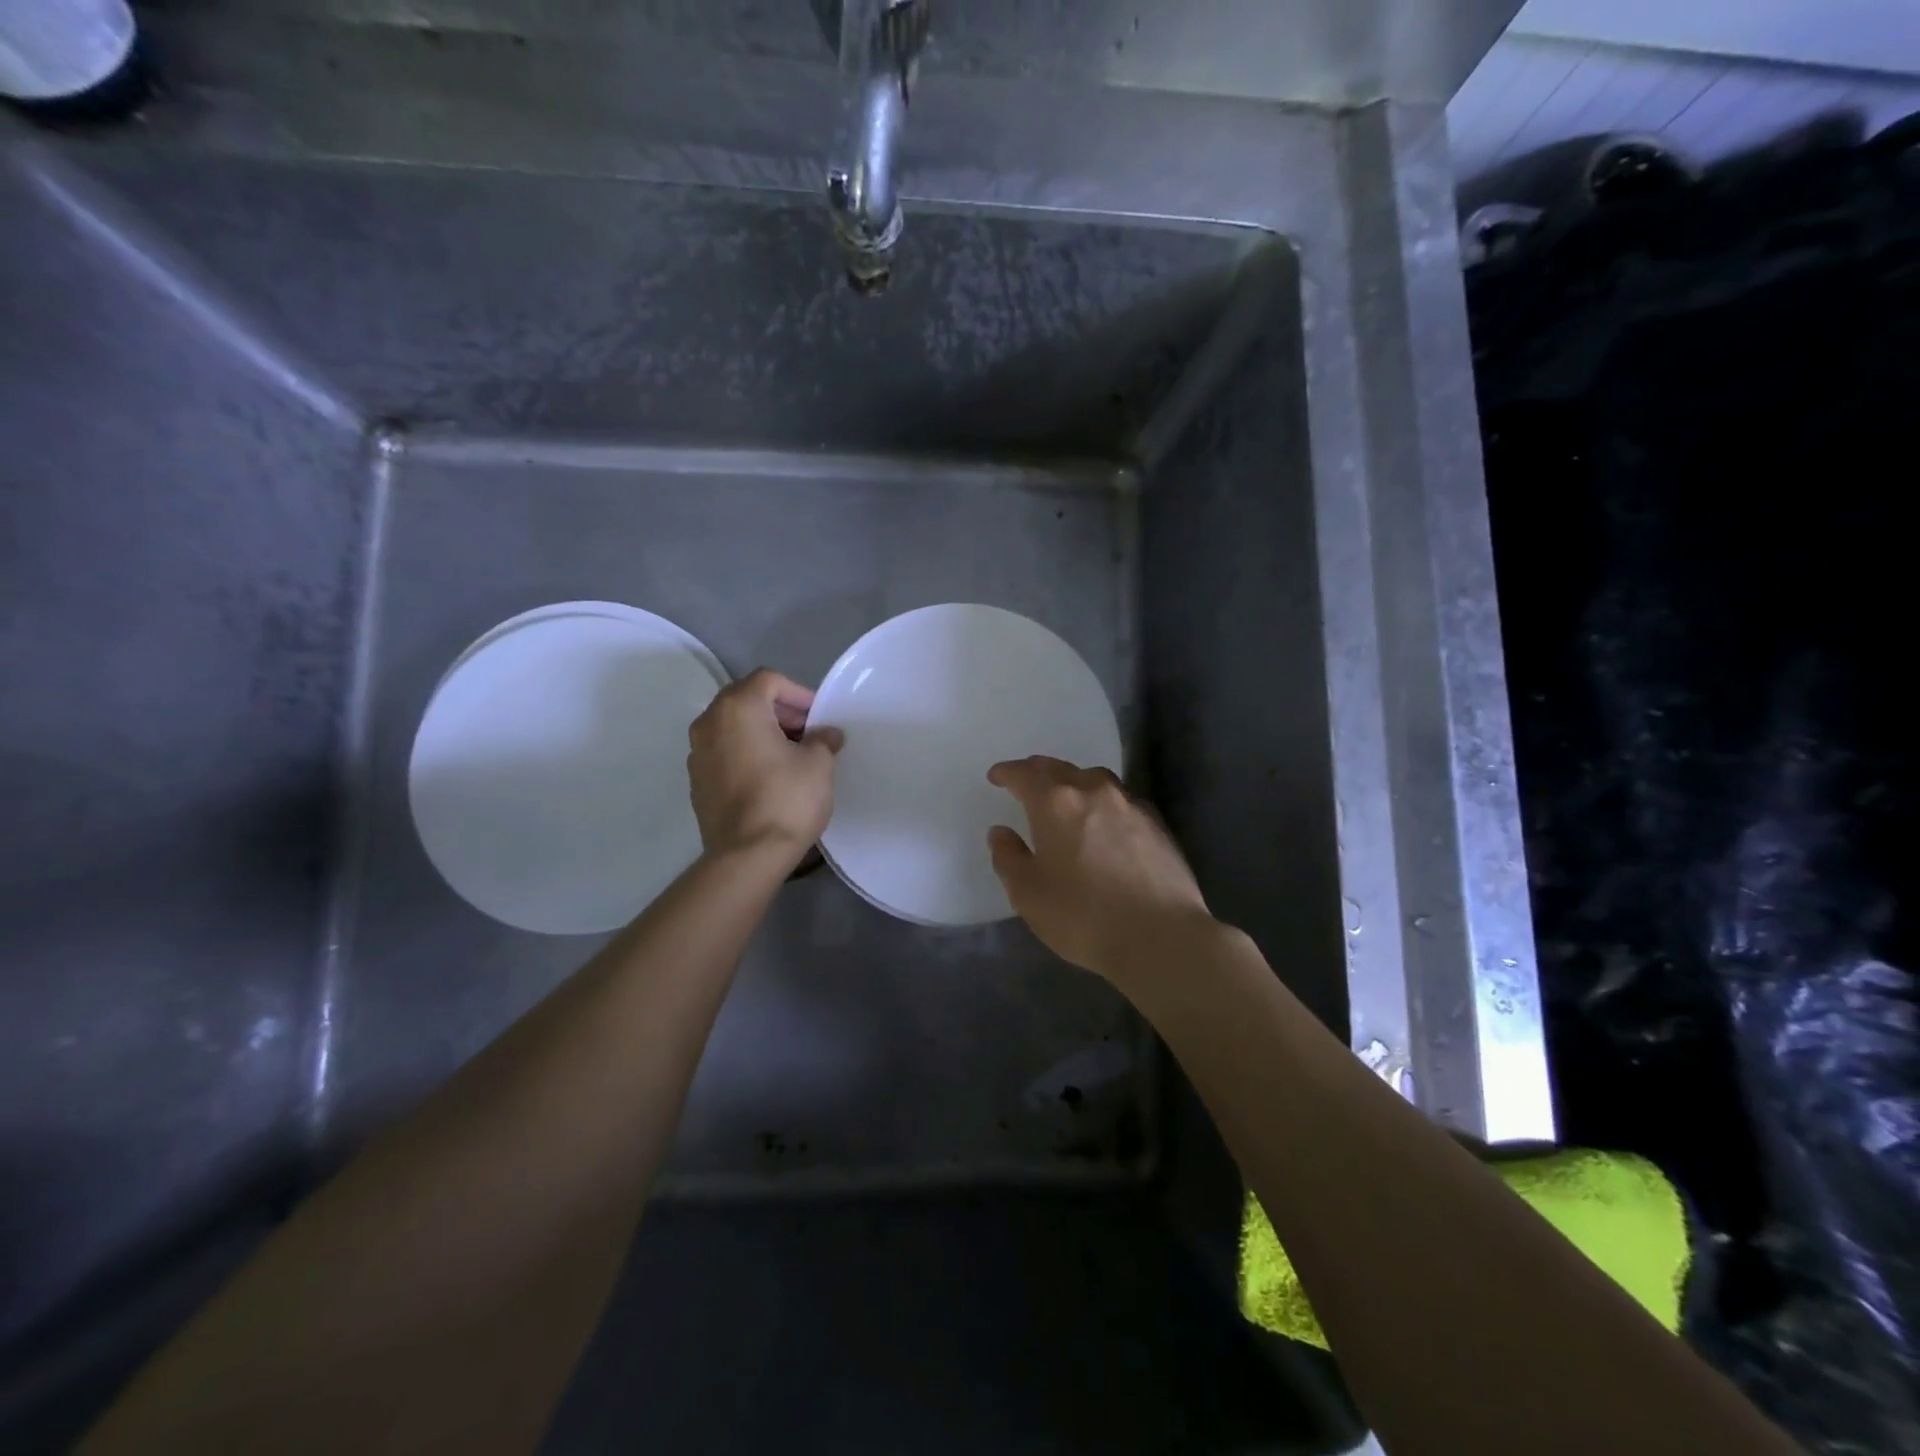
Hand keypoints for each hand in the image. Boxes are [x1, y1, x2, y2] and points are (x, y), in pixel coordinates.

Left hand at [688, 669, 840, 866]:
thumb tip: (826, 735)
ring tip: (791, 756)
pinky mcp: (697, 782)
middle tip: (808, 734)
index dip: (799, 693)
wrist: (747, 856)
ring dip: (762, 733)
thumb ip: (822, 739)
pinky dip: (746, 754)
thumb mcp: (818, 764)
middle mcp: (709, 723)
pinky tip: (769, 778)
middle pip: (746, 700)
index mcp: (737, 708)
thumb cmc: (786, 799)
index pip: (769, 680)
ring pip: (733, 728)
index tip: (818, 718)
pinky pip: (725, 753)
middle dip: (780, 712)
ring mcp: (697, 753)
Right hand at [986, 756, 1214, 983]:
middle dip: (1038, 772)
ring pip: (1095, 779)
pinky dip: (1103, 802)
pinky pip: (1121, 800)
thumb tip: (1001, 832)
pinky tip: (1105, 821)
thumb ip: (1009, 857)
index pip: (1025, 774)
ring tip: (1067, 797)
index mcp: (1056, 803)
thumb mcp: (1028, 894)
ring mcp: (1130, 804)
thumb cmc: (1083, 916)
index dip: (1007, 773)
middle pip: (1060, 769)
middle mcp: (1093, 791)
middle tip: (1025, 781)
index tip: (996, 777)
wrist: (1161, 936)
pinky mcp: (1157, 824)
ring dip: (1074, 781)